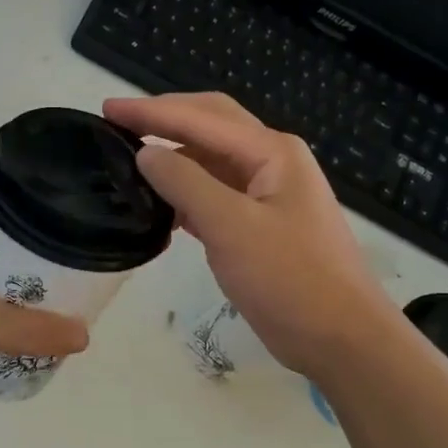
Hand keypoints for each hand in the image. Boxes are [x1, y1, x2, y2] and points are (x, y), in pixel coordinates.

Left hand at [0, 182, 89, 399]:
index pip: (9, 187)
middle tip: (84, 259)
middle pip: (7, 225)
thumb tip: (84, 336)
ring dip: (23, 274)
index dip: (46, 195)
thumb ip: (26, 330)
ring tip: (67, 288)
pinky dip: (4, 296)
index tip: (84, 213)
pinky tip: (29, 316)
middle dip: (43, 243)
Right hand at [104, 93, 396, 380]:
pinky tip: (160, 208)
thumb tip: (145, 153)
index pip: (201, 118)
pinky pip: (215, 194)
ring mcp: (267, 194)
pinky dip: (185, 194)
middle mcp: (271, 162)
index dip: (151, 111)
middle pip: (210, 125)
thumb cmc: (290, 279)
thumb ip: (185, 183)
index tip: (107, 108)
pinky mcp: (260, 225)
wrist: (341, 339)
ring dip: (174, 156)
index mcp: (271, 151)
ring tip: (130, 161)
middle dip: (164, 119)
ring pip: (211, 161)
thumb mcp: (231, 227)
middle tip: (117, 122)